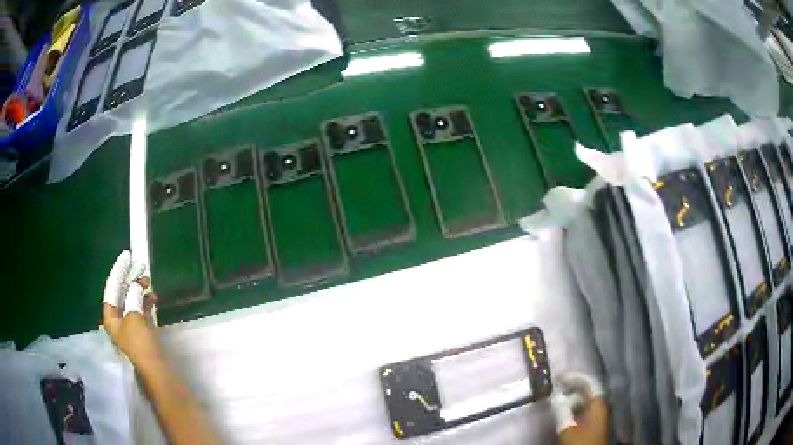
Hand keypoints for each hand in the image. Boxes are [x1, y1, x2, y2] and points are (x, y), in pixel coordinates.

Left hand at [102, 251, 159, 365]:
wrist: (156, 371)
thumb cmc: (141, 345)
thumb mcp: (134, 318)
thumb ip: (133, 297)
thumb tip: (136, 285)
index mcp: (111, 318)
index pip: (112, 288)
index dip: (118, 271)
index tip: (128, 256)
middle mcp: (117, 321)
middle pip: (121, 294)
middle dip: (130, 279)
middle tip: (141, 265)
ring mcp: (130, 327)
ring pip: (131, 301)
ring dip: (139, 290)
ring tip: (148, 281)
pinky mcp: (142, 333)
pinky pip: (140, 311)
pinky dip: (145, 302)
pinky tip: (153, 297)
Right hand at [551, 372, 607, 444]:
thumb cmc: (580, 442)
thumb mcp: (567, 427)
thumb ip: (561, 410)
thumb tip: (555, 395)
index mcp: (597, 403)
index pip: (588, 382)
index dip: (574, 376)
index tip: (558, 376)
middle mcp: (599, 405)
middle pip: (586, 391)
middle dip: (570, 388)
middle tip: (554, 389)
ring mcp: (597, 415)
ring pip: (583, 401)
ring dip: (570, 400)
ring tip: (555, 401)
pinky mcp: (592, 424)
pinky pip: (582, 410)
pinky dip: (572, 408)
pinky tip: (562, 413)